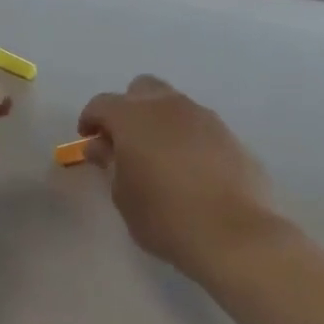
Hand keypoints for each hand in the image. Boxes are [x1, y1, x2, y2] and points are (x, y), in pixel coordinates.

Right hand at [78, 76, 280, 282]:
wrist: (234, 234)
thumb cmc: (164, 217)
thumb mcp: (123, 195)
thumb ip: (110, 164)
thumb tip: (103, 147)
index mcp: (134, 117)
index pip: (102, 104)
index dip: (91, 119)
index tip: (88, 139)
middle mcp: (169, 106)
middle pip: (141, 89)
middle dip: (128, 109)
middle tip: (123, 141)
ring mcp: (204, 117)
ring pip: (174, 104)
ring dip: (159, 121)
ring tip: (158, 156)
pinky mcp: (230, 135)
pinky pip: (199, 126)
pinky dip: (186, 137)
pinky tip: (189, 169)